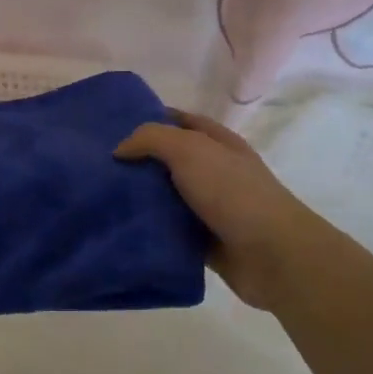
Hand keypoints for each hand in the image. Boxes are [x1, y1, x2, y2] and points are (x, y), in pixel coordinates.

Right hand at [114, 110, 326, 311]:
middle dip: (139, 162)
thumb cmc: (232, 191)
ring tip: (101, 199)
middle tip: (99, 166)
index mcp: (218, 143)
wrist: (272, 254)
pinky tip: (121, 230)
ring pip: (167, 198)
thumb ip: (151, 139)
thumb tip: (120, 149)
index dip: (152, 119)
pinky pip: (170, 232)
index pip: (181, 121)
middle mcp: (216, 171)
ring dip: (141, 199)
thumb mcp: (189, 150)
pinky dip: (151, 232)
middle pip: (170, 161)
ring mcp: (212, 208)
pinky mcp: (205, 242)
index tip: (114, 127)